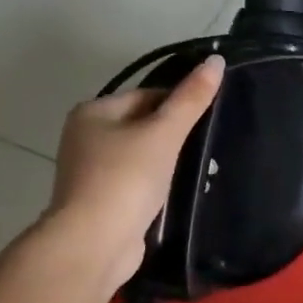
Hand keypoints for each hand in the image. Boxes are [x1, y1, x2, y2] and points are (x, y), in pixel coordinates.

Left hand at [46, 55, 224, 290]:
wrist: (95, 242)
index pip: (147, 95)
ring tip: (198, 171)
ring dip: (167, 161)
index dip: (180, 104)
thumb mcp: (164, 133)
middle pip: (143, 124)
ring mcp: (91, 171)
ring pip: (141, 155)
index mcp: (94, 112)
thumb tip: (216, 60)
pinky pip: (136, 181)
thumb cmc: (127, 178)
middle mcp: (85, 136)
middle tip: (207, 146)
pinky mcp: (101, 200)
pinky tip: (176, 193)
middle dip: (174, 135)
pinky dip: (156, 184)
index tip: (209, 119)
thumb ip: (191, 99)